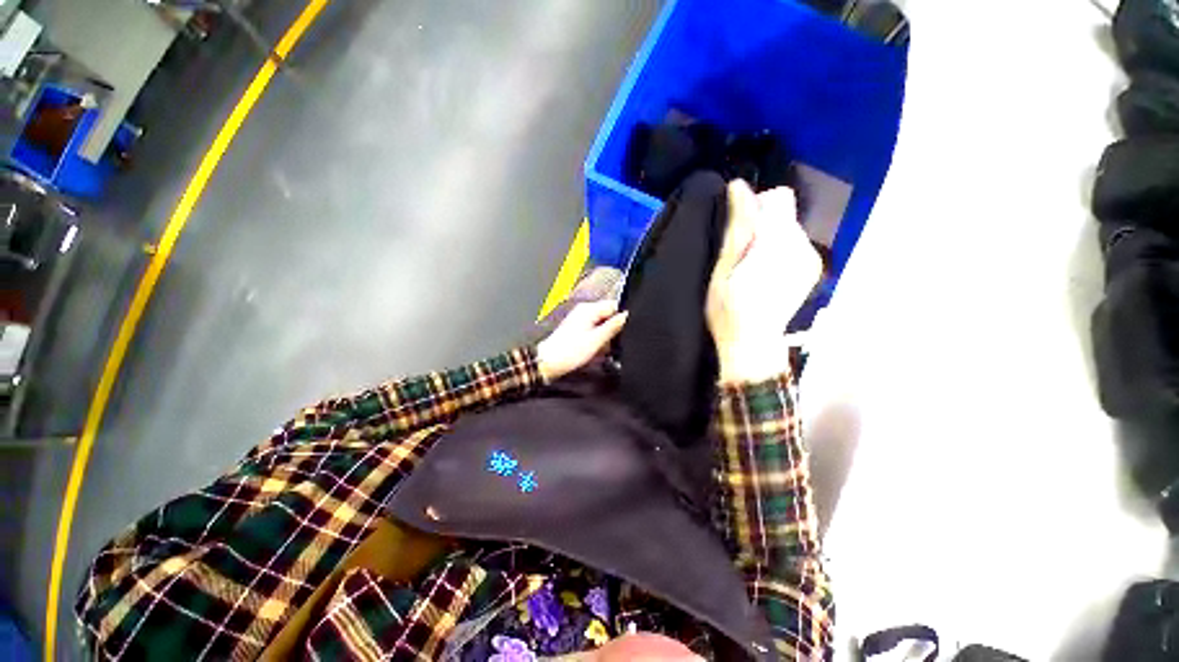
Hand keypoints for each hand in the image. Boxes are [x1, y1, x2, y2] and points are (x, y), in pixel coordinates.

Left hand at [537, 300, 627, 381]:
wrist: (549, 362)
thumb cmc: (569, 351)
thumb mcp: (597, 340)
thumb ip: (613, 326)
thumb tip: (626, 316)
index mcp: (589, 309)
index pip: (614, 306)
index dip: (621, 318)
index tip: (624, 331)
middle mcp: (584, 311)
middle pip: (608, 316)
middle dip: (613, 330)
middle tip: (611, 344)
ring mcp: (580, 320)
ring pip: (602, 325)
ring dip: (605, 337)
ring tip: (600, 350)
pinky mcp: (577, 329)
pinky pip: (594, 332)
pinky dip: (597, 341)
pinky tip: (595, 351)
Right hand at [706, 180, 821, 383]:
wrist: (753, 344)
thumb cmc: (728, 309)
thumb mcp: (723, 268)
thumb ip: (736, 228)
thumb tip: (738, 187)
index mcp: (778, 244)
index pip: (778, 198)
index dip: (755, 205)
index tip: (738, 228)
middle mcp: (802, 246)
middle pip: (785, 212)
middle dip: (761, 223)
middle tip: (740, 253)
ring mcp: (811, 259)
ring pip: (789, 228)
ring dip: (769, 237)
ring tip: (751, 266)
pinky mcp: (811, 269)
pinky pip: (794, 244)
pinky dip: (779, 250)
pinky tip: (765, 274)